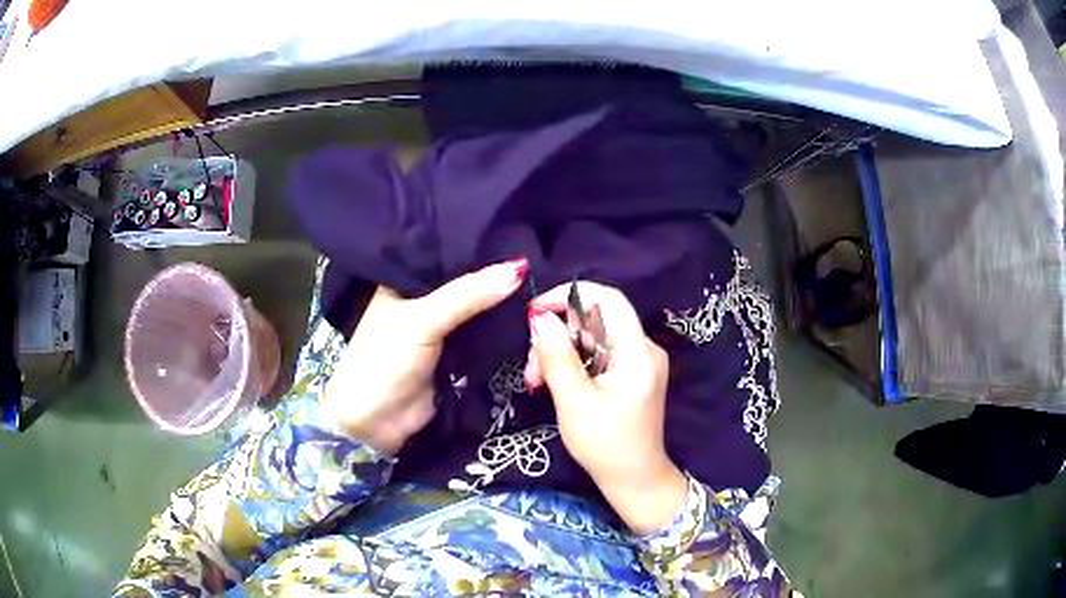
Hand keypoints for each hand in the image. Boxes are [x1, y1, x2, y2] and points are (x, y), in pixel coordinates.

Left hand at [324, 259, 526, 454]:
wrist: (374, 422)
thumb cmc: (385, 360)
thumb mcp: (423, 319)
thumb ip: (468, 294)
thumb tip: (519, 267)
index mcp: (406, 279)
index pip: (448, 251)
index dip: (480, 244)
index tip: (519, 232)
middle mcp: (423, 299)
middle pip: (467, 282)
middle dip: (497, 276)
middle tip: (541, 258)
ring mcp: (440, 329)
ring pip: (478, 310)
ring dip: (502, 303)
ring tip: (542, 281)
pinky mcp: (455, 356)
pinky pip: (483, 337)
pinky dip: (501, 330)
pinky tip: (529, 314)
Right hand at [525, 282, 687, 534]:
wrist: (634, 479)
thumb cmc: (606, 446)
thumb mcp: (575, 402)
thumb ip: (557, 357)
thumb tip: (539, 317)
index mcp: (637, 353)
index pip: (609, 299)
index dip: (570, 295)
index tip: (535, 311)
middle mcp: (643, 349)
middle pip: (594, 319)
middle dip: (558, 335)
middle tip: (533, 368)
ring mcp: (638, 361)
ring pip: (591, 336)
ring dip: (560, 352)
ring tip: (537, 382)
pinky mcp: (630, 374)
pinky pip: (597, 353)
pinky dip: (572, 363)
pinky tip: (554, 383)